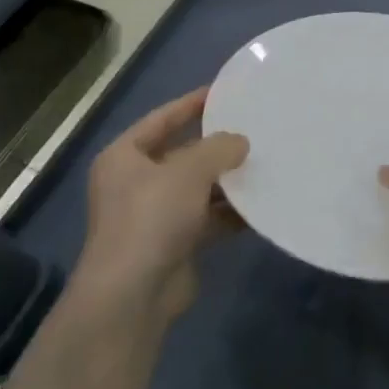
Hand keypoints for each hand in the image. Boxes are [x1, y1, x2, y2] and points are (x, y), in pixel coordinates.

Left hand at [75, 88, 247, 328]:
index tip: (224, 91)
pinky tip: (259, 205)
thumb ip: (218, 148)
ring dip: (226, 180)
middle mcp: (135, 183)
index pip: (162, 118)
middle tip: (253, 128)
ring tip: (263, 163)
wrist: (132, 297)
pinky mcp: (173, 243)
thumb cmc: (151, 218)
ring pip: (197, 188)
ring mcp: (154, 215)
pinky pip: (207, 218)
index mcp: (124, 156)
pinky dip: (229, 212)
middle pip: (181, 153)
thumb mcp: (188, 171)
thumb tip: (241, 141)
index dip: (191, 104)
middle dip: (215, 145)